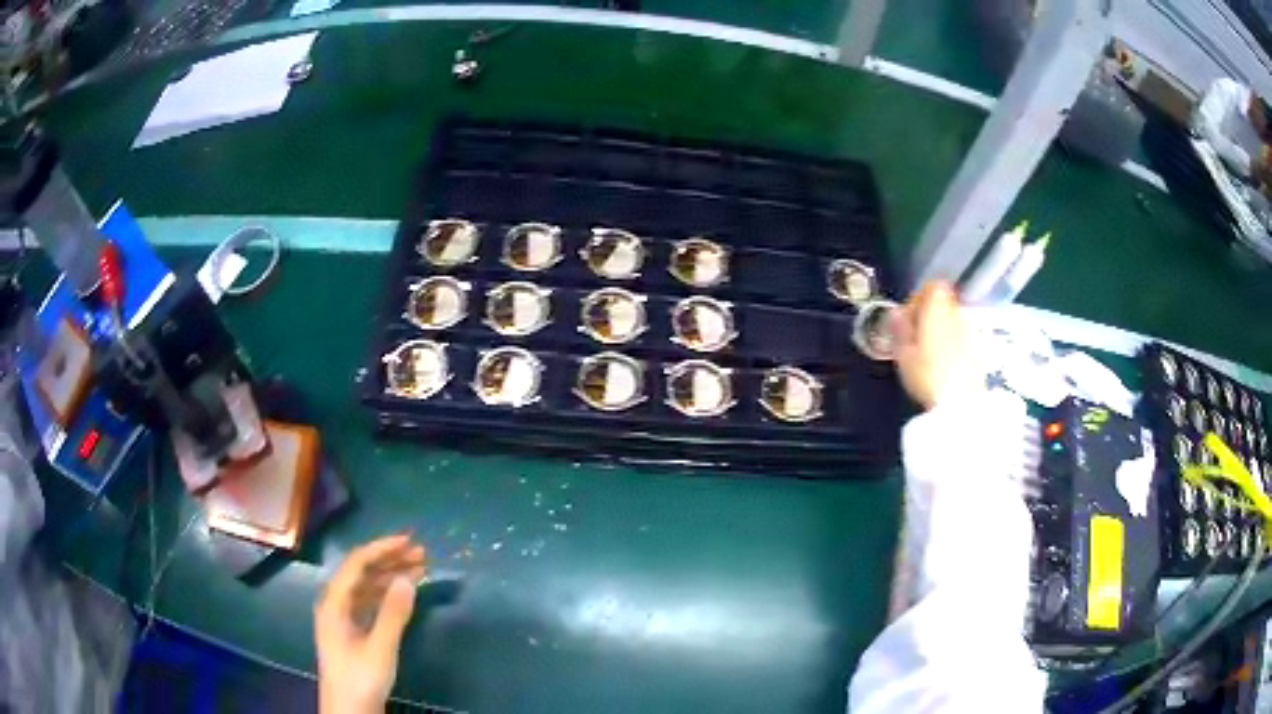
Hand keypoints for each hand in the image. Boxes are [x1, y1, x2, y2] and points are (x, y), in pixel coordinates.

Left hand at [315, 534, 425, 713]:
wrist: (349, 710)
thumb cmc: (361, 678)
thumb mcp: (380, 647)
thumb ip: (393, 613)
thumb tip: (408, 578)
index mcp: (334, 602)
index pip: (356, 563)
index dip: (382, 549)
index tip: (410, 542)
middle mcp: (335, 604)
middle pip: (361, 572)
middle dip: (390, 560)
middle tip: (421, 554)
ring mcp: (343, 618)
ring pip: (366, 587)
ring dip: (390, 576)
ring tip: (420, 570)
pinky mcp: (352, 631)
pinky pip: (369, 602)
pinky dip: (387, 595)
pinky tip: (404, 594)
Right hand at [893, 281, 974, 409]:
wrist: (960, 406)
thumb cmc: (927, 376)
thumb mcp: (903, 354)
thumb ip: (900, 329)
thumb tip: (896, 312)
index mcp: (938, 310)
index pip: (933, 287)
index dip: (919, 298)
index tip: (908, 318)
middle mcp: (958, 315)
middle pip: (944, 304)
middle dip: (930, 316)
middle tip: (915, 339)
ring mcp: (971, 333)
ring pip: (954, 322)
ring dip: (942, 331)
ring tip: (929, 355)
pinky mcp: (979, 352)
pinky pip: (962, 339)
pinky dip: (953, 346)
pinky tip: (944, 367)